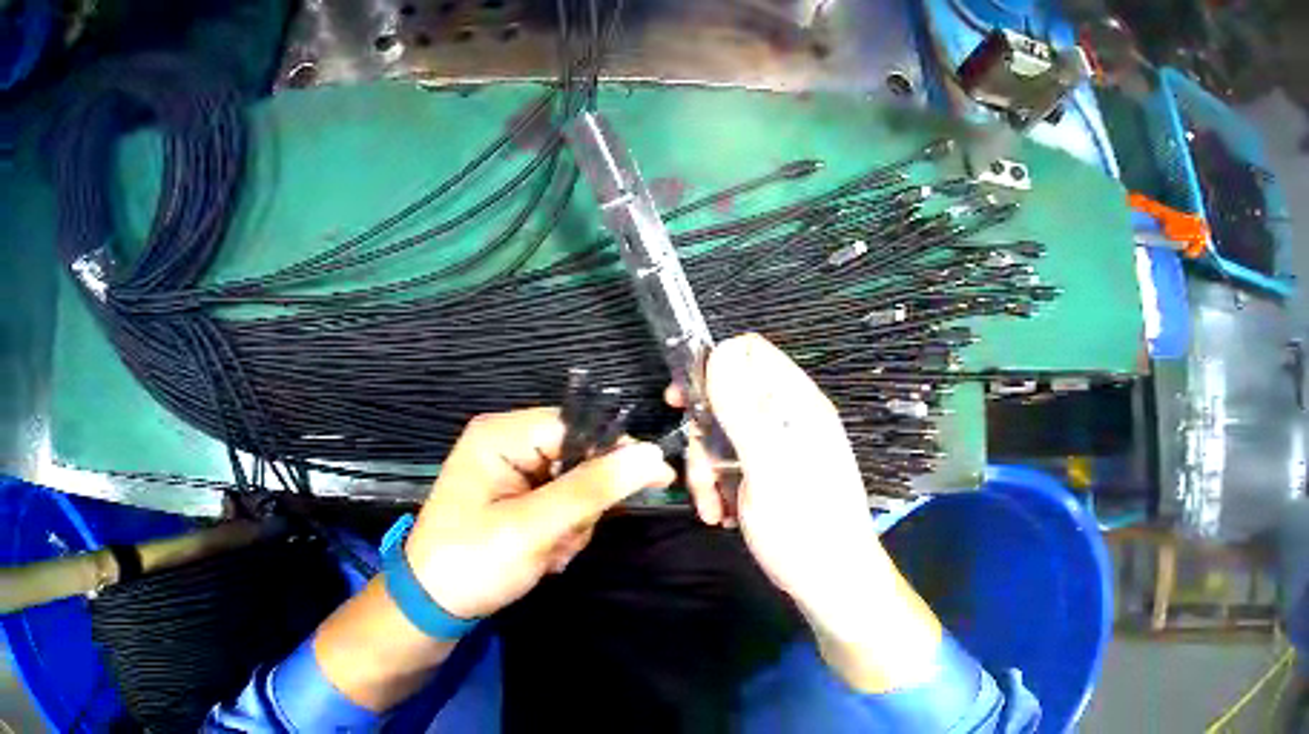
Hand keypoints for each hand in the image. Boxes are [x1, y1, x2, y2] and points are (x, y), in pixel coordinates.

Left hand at [315, 408, 673, 711]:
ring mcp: (512, 473)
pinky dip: (560, 536)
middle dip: (580, 508)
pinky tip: (541, 557)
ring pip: (576, 489)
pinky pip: (562, 508)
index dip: (614, 454)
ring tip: (544, 554)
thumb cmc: (473, 561)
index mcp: (500, 435)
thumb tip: (652, 454)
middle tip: (560, 539)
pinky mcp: (516, 499)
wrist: (433, 605)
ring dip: (571, 528)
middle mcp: (506, 444)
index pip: (577, 425)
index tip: (653, 483)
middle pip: (579, 458)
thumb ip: (591, 490)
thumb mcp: (532, 528)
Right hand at [676, 334, 942, 692]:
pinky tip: (723, 516)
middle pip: (729, 396)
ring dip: (708, 469)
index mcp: (796, 404)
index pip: (749, 353)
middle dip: (705, 433)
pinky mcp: (773, 476)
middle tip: (697, 468)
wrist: (832, 584)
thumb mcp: (768, 468)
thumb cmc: (805, 527)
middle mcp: (789, 418)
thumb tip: (719, 351)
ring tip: (713, 507)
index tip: (683, 402)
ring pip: (724, 435)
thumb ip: (743, 410)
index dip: (712, 367)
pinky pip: (733, 464)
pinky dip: (720, 486)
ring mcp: (781, 448)